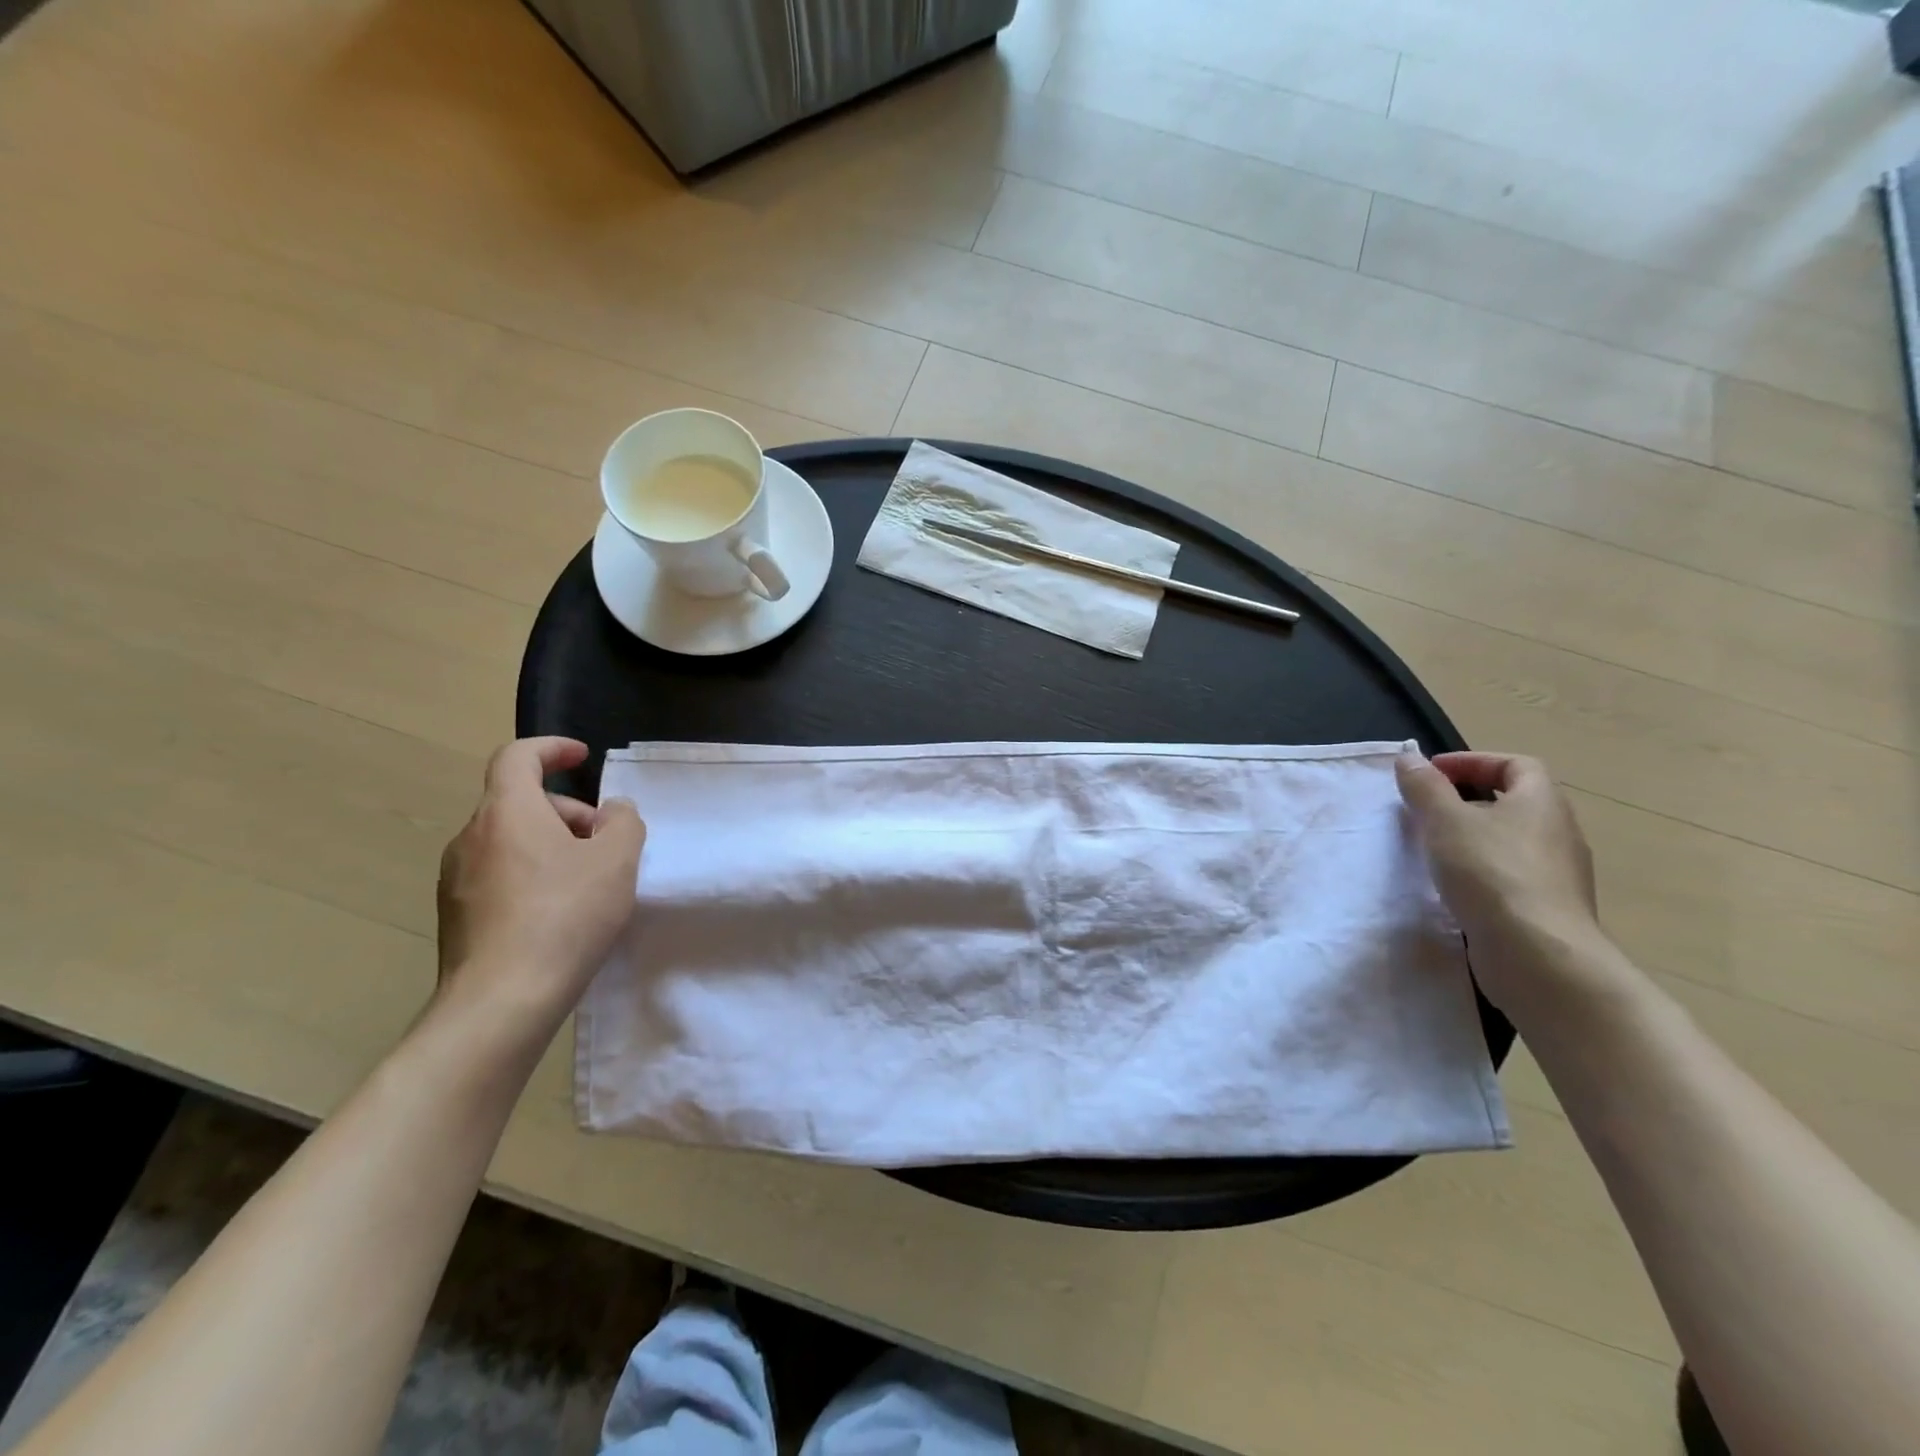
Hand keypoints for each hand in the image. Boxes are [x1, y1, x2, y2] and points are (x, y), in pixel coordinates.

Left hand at [435, 737, 644, 1032]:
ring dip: (550, 845)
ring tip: (588, 881)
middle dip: (567, 812)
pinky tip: (560, 914)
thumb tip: (612, 811)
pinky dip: (531, 876)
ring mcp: (455, 879)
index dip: (551, 749)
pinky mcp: (455, 916)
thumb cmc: (565, 916)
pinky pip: (498, 875)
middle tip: (605, 842)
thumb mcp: (617, 860)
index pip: (517, 756)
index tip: (582, 757)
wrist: (501, 1001)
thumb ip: (623, 822)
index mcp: (507, 812)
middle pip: (519, 802)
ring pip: (509, 841)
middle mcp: (471, 837)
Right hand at [1395, 748, 1601, 1014]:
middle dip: (1468, 799)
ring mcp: (1557, 874)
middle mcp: (1558, 833)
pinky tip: (1453, 887)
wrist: (1539, 955)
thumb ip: (1424, 787)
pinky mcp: (1546, 908)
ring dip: (1472, 836)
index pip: (1516, 765)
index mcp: (1541, 802)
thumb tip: (1409, 758)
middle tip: (1425, 809)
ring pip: (1511, 840)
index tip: (1431, 773)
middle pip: (1514, 802)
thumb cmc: (1491, 873)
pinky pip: (1510, 874)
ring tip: (1432, 848)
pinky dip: (1481, 870)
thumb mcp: (1445, 821)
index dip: (1473, 762)